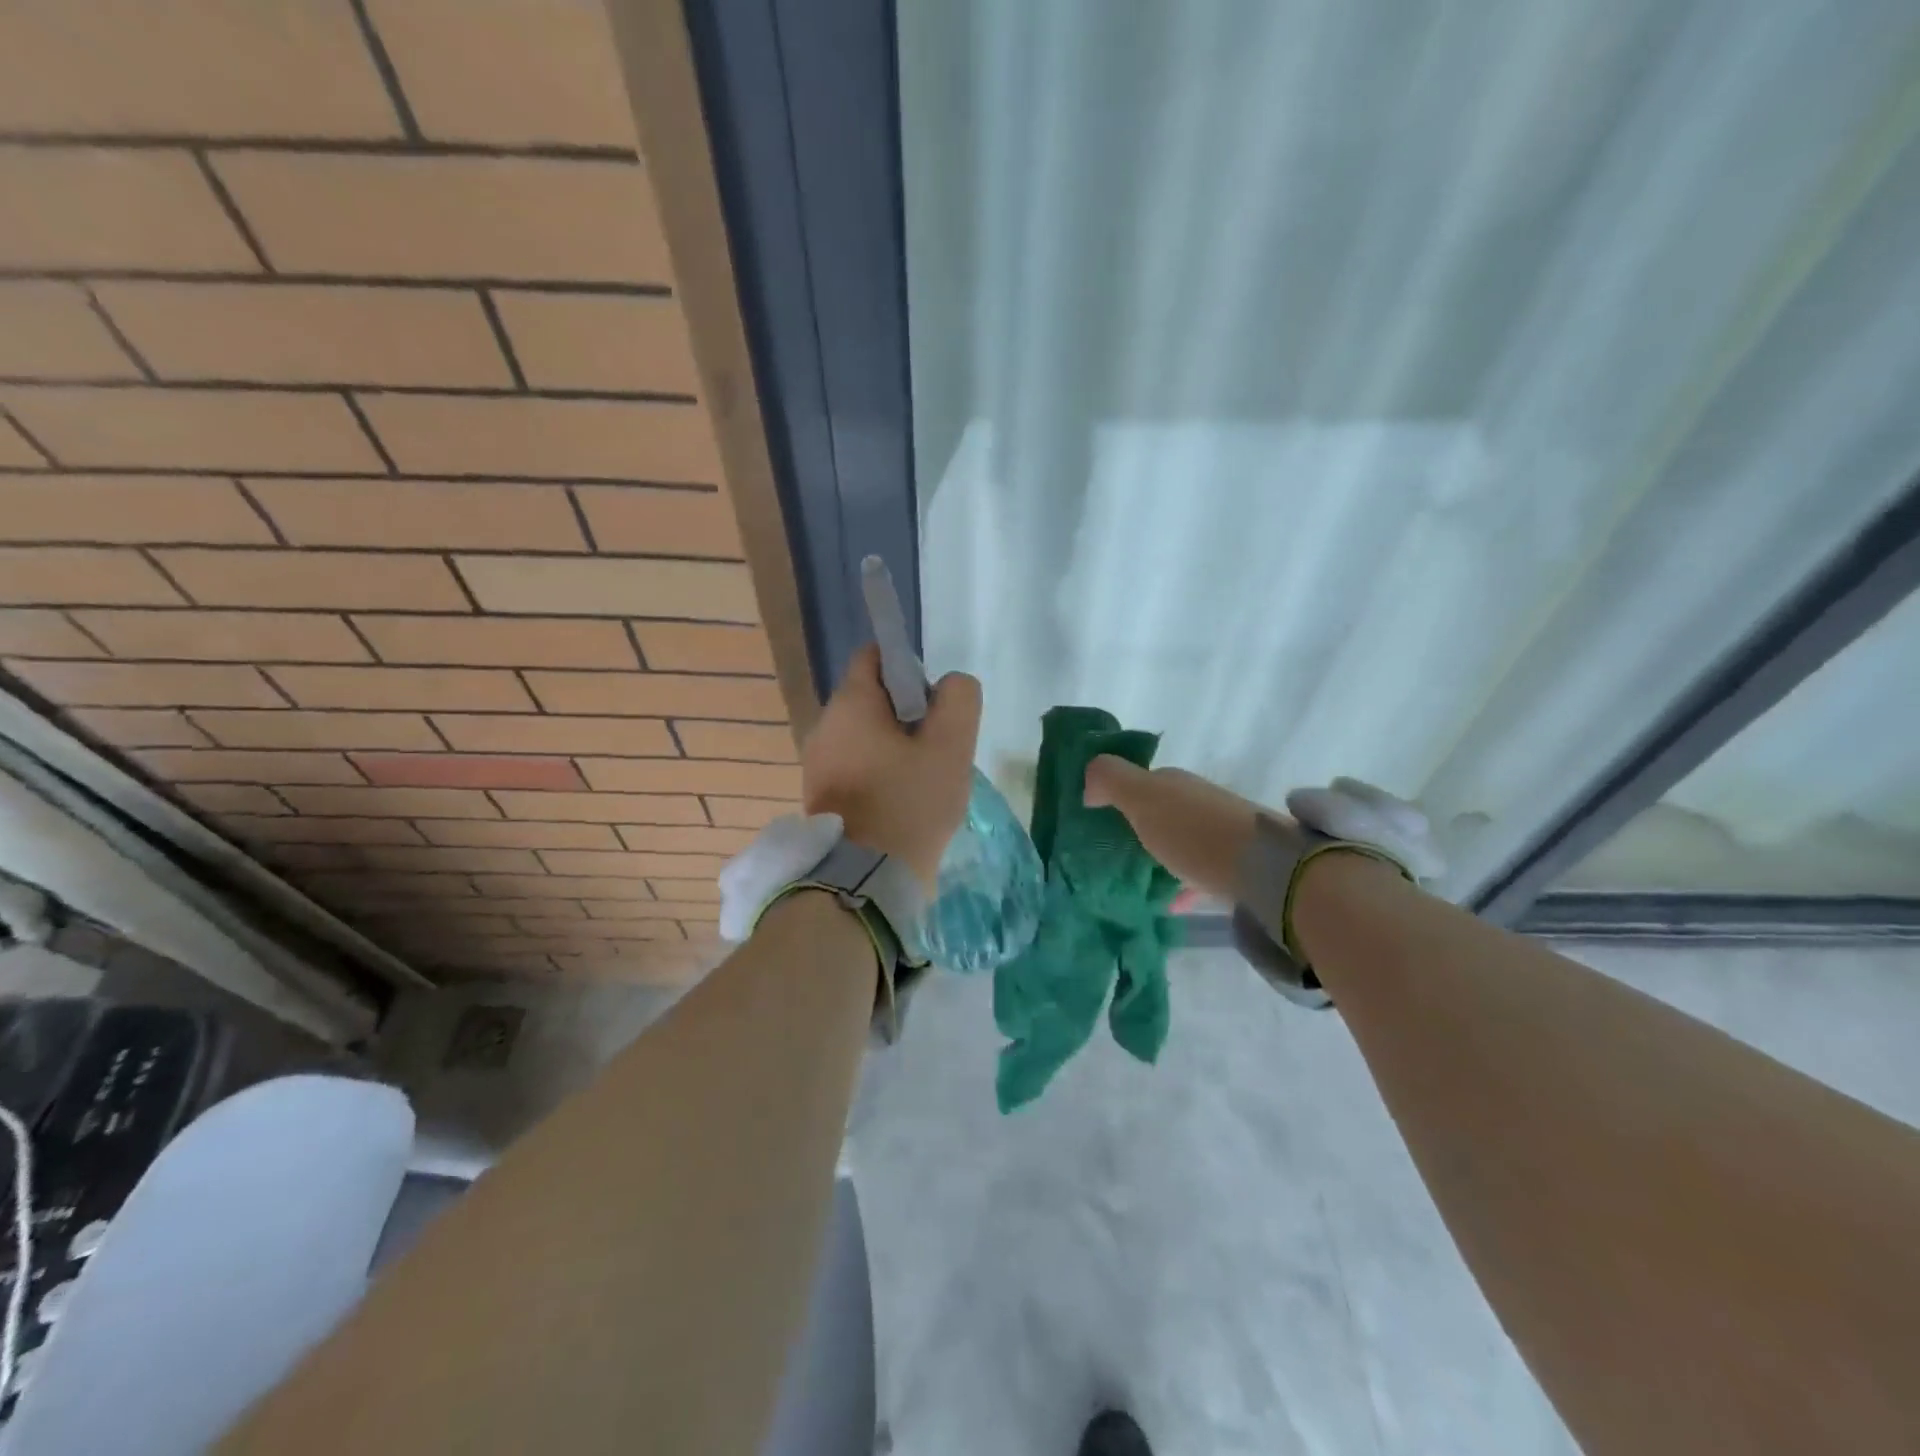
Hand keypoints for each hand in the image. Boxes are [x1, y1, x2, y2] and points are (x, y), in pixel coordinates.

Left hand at [802, 645, 981, 890]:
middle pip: (871, 699)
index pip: (875, 657)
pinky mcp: (819, 796)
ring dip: (895, 748)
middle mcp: (824, 726)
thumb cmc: (910, 804)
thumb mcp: (952, 746)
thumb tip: (949, 686)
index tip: (934, 705)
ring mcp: (817, 764)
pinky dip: (879, 773)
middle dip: (907, 715)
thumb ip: (959, 700)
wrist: (866, 880)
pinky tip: (902, 801)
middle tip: (937, 748)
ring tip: (924, 779)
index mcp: (850, 704)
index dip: (910, 669)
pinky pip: (855, 767)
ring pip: (865, 736)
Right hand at [1082, 757, 1261, 899]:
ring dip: (1162, 854)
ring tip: (1136, 879)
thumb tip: (1088, 785)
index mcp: (1176, 783)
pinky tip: (1171, 903)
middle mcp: (1200, 802)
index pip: (1143, 781)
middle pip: (1164, 811)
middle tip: (1111, 851)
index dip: (1119, 793)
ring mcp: (1223, 834)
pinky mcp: (1237, 868)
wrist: (1265, 870)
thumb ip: (1111, 780)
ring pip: (1183, 841)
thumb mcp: (1143, 798)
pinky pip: (1200, 873)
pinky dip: (1183, 883)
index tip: (1096, 816)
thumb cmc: (1194, 832)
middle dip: (1141, 825)